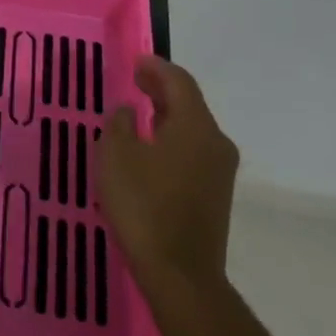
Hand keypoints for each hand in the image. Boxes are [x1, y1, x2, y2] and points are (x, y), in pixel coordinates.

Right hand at [97, 56, 238, 287]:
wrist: (180, 274)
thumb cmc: (144, 205)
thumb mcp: (116, 156)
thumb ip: (120, 124)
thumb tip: (128, 111)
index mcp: (196, 127)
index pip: (179, 82)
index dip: (157, 67)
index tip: (136, 61)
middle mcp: (215, 143)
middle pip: (190, 104)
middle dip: (162, 89)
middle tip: (136, 79)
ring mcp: (219, 171)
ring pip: (192, 129)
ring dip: (167, 114)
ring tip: (140, 110)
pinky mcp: (215, 194)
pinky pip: (193, 151)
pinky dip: (172, 138)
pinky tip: (151, 147)